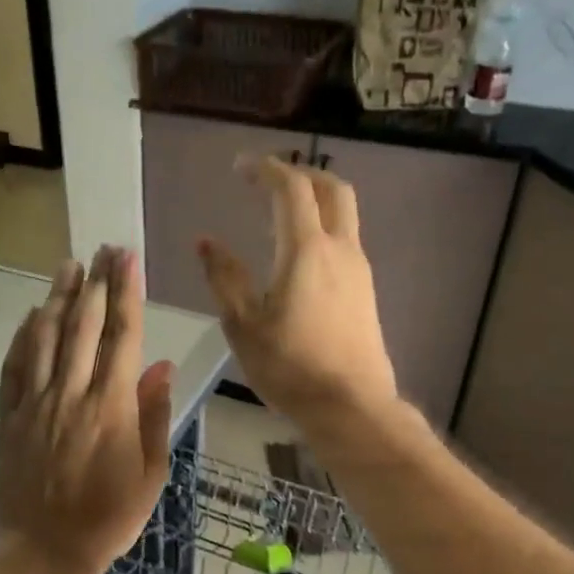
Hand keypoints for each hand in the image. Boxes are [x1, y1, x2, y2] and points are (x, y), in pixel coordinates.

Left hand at [0, 247, 175, 573]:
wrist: (45, 551)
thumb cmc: (108, 518)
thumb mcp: (151, 474)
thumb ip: (155, 416)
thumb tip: (159, 366)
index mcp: (111, 406)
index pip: (121, 335)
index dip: (126, 292)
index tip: (127, 259)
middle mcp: (71, 394)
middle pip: (83, 325)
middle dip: (95, 282)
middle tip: (103, 249)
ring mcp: (34, 403)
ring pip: (44, 337)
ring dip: (57, 297)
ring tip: (68, 266)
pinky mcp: (8, 417)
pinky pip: (14, 366)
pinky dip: (23, 336)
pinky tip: (31, 315)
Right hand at [198, 156, 397, 427]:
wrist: (350, 406)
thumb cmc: (289, 367)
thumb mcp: (244, 325)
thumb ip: (225, 278)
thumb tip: (207, 242)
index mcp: (306, 250)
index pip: (291, 188)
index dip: (265, 169)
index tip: (240, 167)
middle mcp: (340, 249)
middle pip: (332, 189)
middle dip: (301, 173)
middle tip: (269, 179)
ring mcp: (359, 270)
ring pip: (344, 215)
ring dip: (315, 200)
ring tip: (281, 213)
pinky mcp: (366, 291)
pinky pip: (346, 241)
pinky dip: (323, 228)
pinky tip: (301, 254)